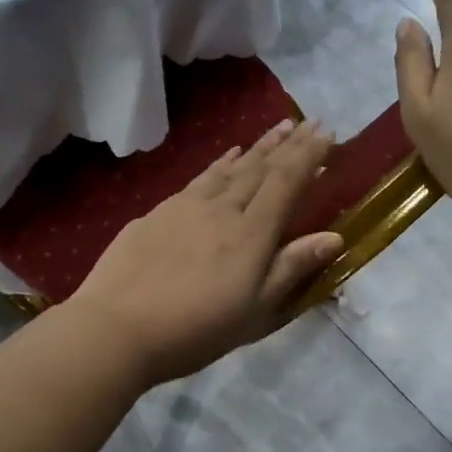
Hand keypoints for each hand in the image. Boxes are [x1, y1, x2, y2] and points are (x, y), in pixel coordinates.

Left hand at [67, 119, 343, 385]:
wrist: (117, 328)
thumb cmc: (195, 330)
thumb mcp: (254, 311)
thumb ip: (291, 269)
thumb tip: (334, 236)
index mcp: (251, 234)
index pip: (286, 182)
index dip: (309, 156)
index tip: (328, 134)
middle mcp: (222, 209)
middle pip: (260, 168)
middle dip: (288, 144)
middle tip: (308, 122)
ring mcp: (186, 206)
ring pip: (230, 167)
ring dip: (257, 147)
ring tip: (277, 128)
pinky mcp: (158, 212)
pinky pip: (200, 177)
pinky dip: (219, 162)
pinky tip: (226, 155)